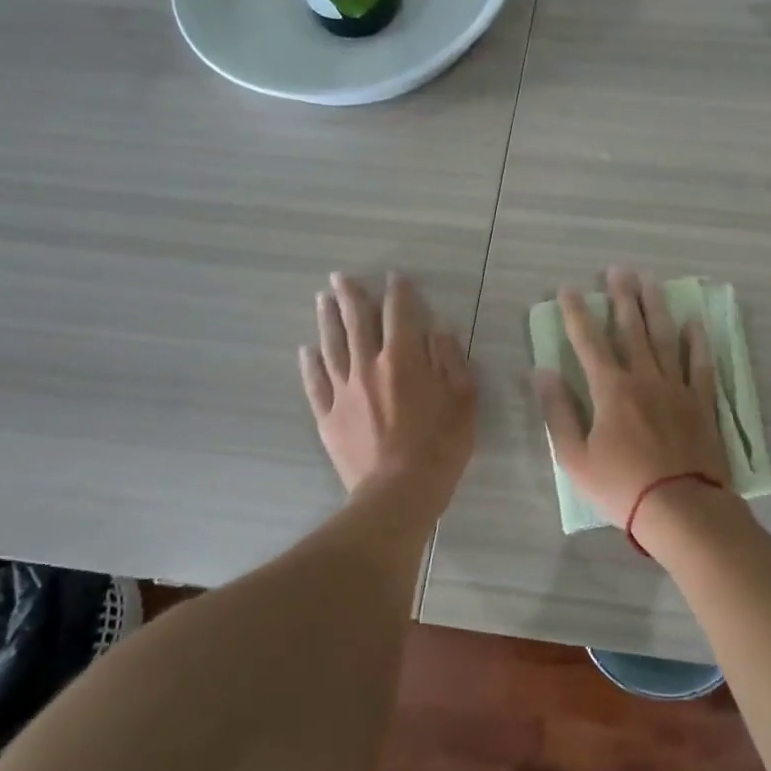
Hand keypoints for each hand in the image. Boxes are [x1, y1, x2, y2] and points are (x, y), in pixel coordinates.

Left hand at [300, 272, 476, 514]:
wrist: (398, 493)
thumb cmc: (440, 447)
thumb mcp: (463, 401)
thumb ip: (451, 360)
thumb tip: (439, 329)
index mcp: (404, 359)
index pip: (400, 315)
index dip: (398, 293)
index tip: (394, 278)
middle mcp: (368, 366)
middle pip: (356, 323)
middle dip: (350, 296)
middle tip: (340, 277)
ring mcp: (344, 392)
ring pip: (332, 346)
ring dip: (327, 320)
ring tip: (322, 300)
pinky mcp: (328, 417)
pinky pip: (316, 384)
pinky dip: (310, 365)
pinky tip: (307, 351)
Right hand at [534, 268, 728, 527]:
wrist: (681, 509)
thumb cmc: (621, 487)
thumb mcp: (575, 457)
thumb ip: (558, 412)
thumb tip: (542, 372)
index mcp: (610, 390)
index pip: (588, 342)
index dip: (576, 314)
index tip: (569, 289)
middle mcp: (644, 379)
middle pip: (630, 329)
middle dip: (621, 298)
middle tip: (618, 270)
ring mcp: (676, 388)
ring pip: (665, 338)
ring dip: (655, 307)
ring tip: (651, 281)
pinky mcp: (701, 403)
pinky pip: (700, 365)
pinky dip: (697, 342)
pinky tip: (694, 323)